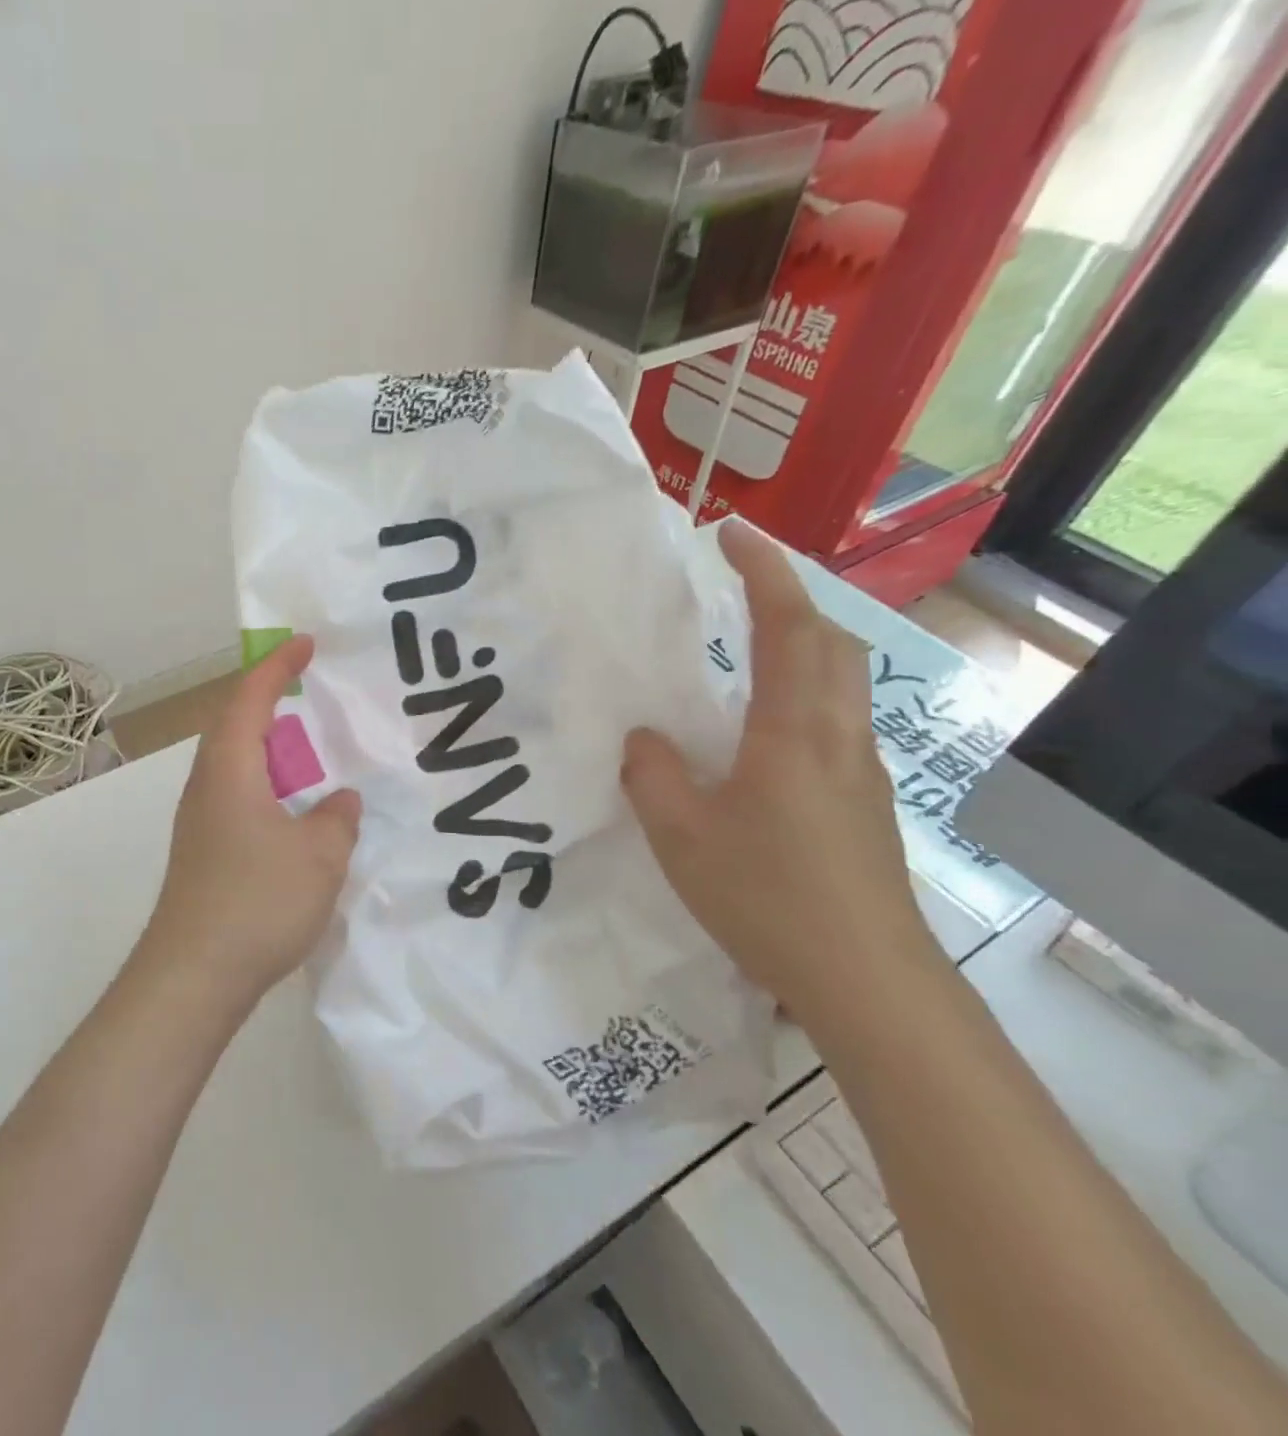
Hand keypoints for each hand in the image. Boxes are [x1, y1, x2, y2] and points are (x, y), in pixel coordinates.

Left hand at [140, 634, 361, 1004]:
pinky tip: (294, 812)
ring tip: (308, 752)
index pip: (251, 699)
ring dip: (269, 749)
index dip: (278, 667)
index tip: (305, 644)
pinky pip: (238, 796)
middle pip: (234, 726)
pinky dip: (267, 786)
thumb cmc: (257, 901)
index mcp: (230, 770)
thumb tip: (338, 800)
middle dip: (270, 702)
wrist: (193, 975)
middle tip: (309, 694)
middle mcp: (207, 786)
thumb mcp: (319, 855)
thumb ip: (337, 817)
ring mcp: (200, 821)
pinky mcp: (204, 852)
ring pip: (235, 765)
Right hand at [621, 519, 939, 1024]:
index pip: (789, 627)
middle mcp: (838, 737)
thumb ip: (653, 776)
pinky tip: (761, 732)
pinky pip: (835, 721)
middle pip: (832, 643)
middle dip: (790, 600)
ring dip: (801, 644)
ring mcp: (860, 771)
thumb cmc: (768, 898)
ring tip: (748, 648)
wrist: (867, 980)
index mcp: (794, 732)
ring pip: (842, 681)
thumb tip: (644, 738)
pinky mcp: (865, 804)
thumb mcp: (682, 836)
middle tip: (740, 588)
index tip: (732, 532)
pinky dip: (803, 692)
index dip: (763, 571)